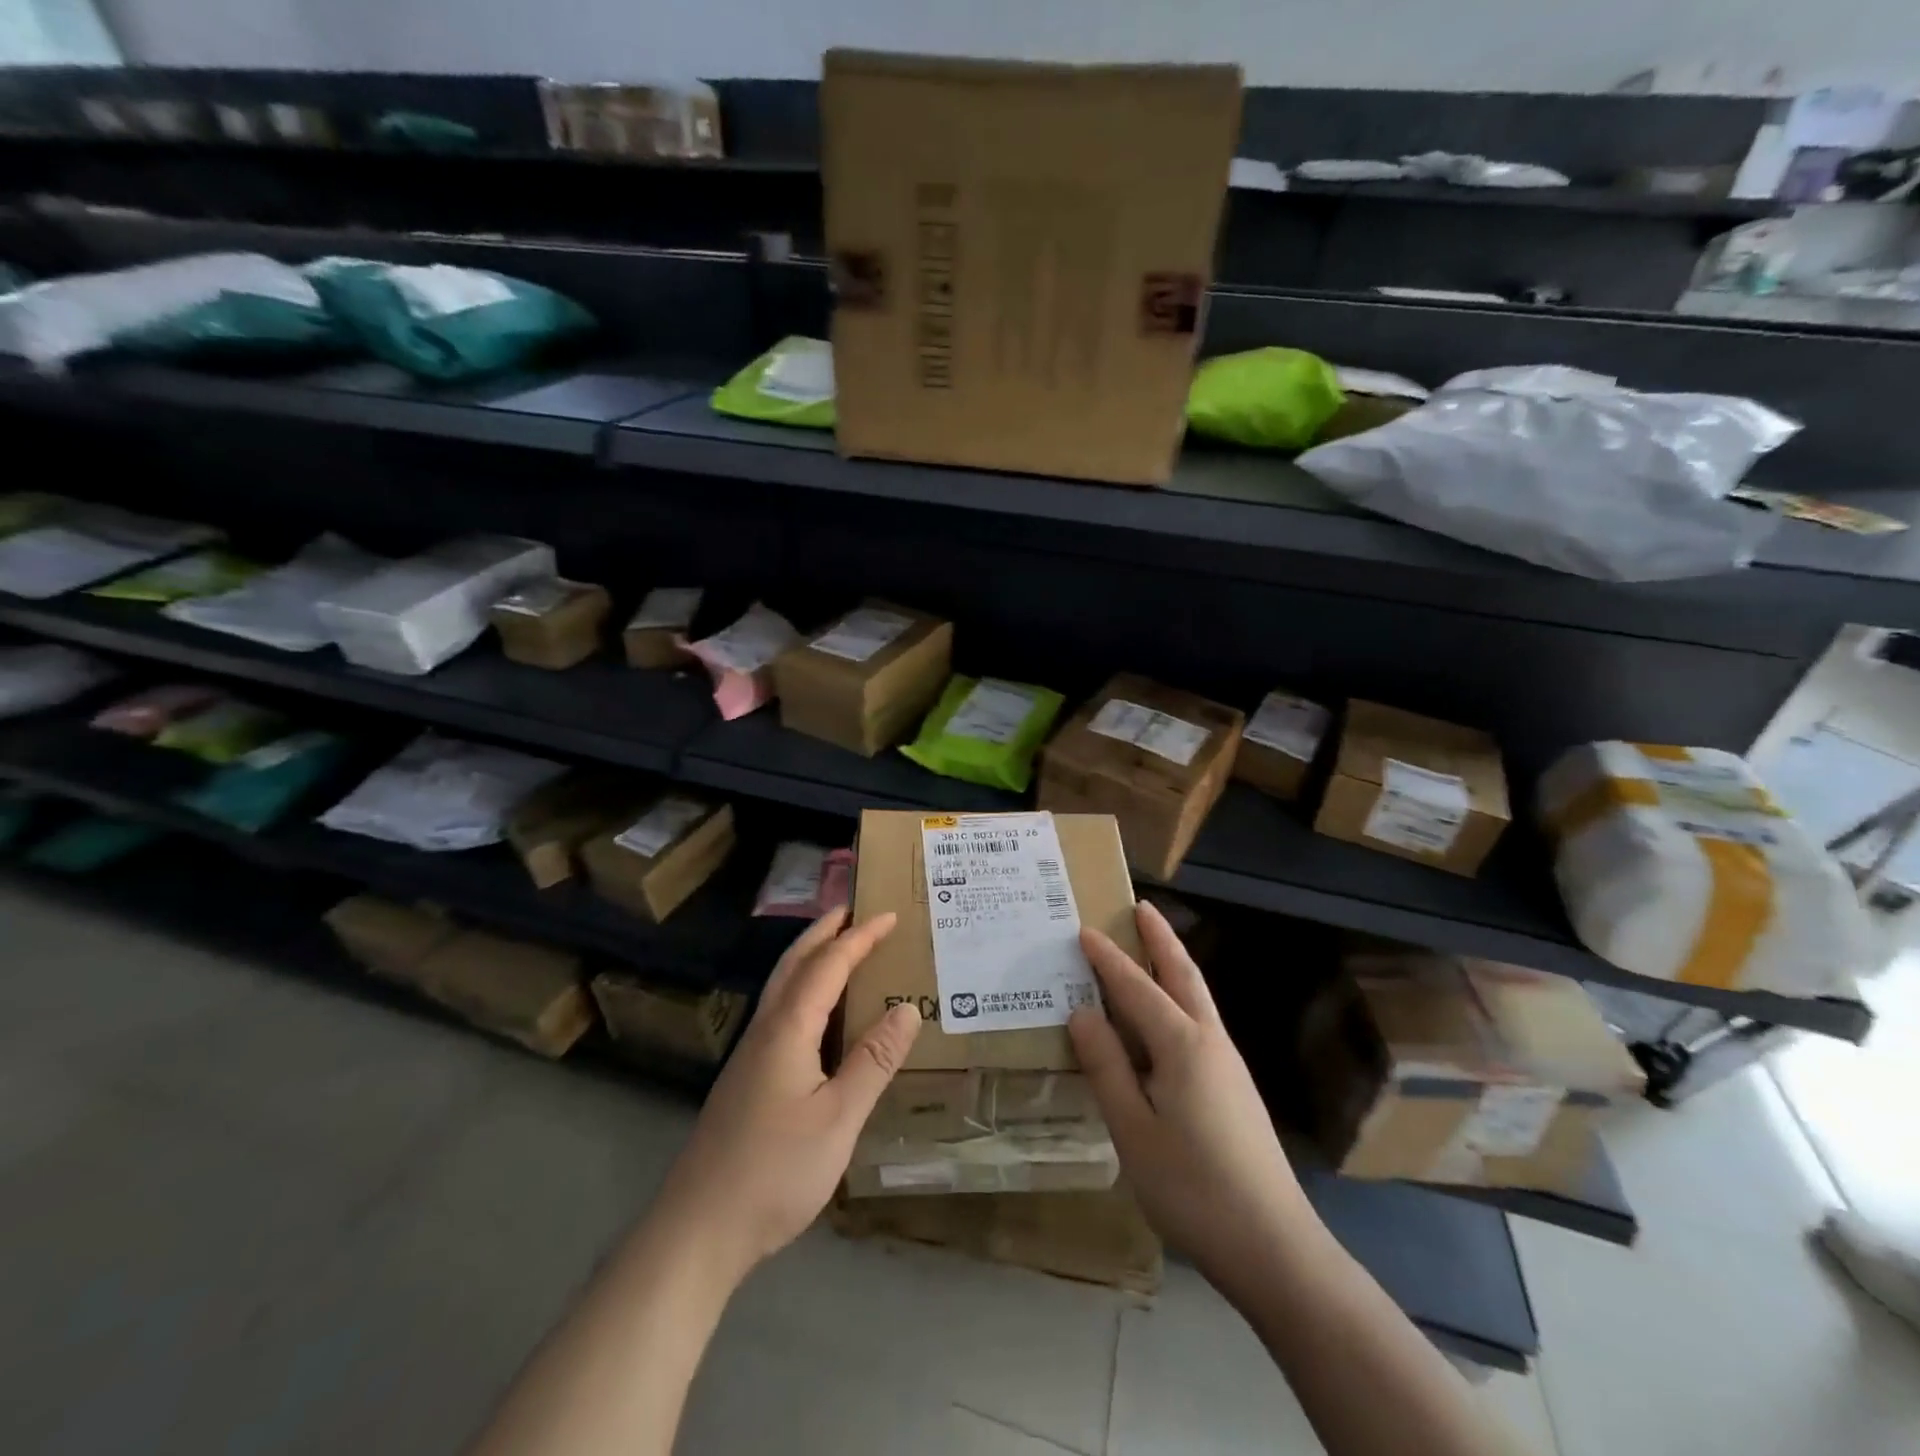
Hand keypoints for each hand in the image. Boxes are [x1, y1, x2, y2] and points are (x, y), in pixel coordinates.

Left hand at [650, 907, 921, 1285]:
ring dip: (810, 956)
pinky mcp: (746, 1078)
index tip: (889, 915)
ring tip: (838, 946)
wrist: (698, 1229)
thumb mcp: (838, 1119)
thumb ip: (873, 1062)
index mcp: (788, 1029)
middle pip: (794, 964)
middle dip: (824, 931)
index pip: (828, 965)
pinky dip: (803, 987)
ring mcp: (750, 1055)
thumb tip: (908, 1009)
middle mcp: (765, 1030)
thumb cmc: (775, 1171)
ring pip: (781, 986)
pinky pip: (780, 1011)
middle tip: (854, 910)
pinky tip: (815, 1013)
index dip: (860, 937)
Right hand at [1069, 901, 1316, 1305]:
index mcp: (1182, 1045)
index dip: (1107, 959)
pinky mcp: (1234, 1088)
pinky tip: (1166, 1018)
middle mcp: (1209, 1041)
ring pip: (1197, 997)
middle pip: (1182, 975)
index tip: (1083, 929)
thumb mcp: (1133, 1129)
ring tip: (1152, 946)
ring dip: (1173, 964)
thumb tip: (1082, 1012)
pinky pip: (1200, 1022)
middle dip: (1161, 939)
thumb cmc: (1193, 1187)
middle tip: (1142, 907)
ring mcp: (1228, 1064)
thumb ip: (1107, 1066)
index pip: (1136, 987)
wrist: (1273, 1246)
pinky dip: (1180, 998)